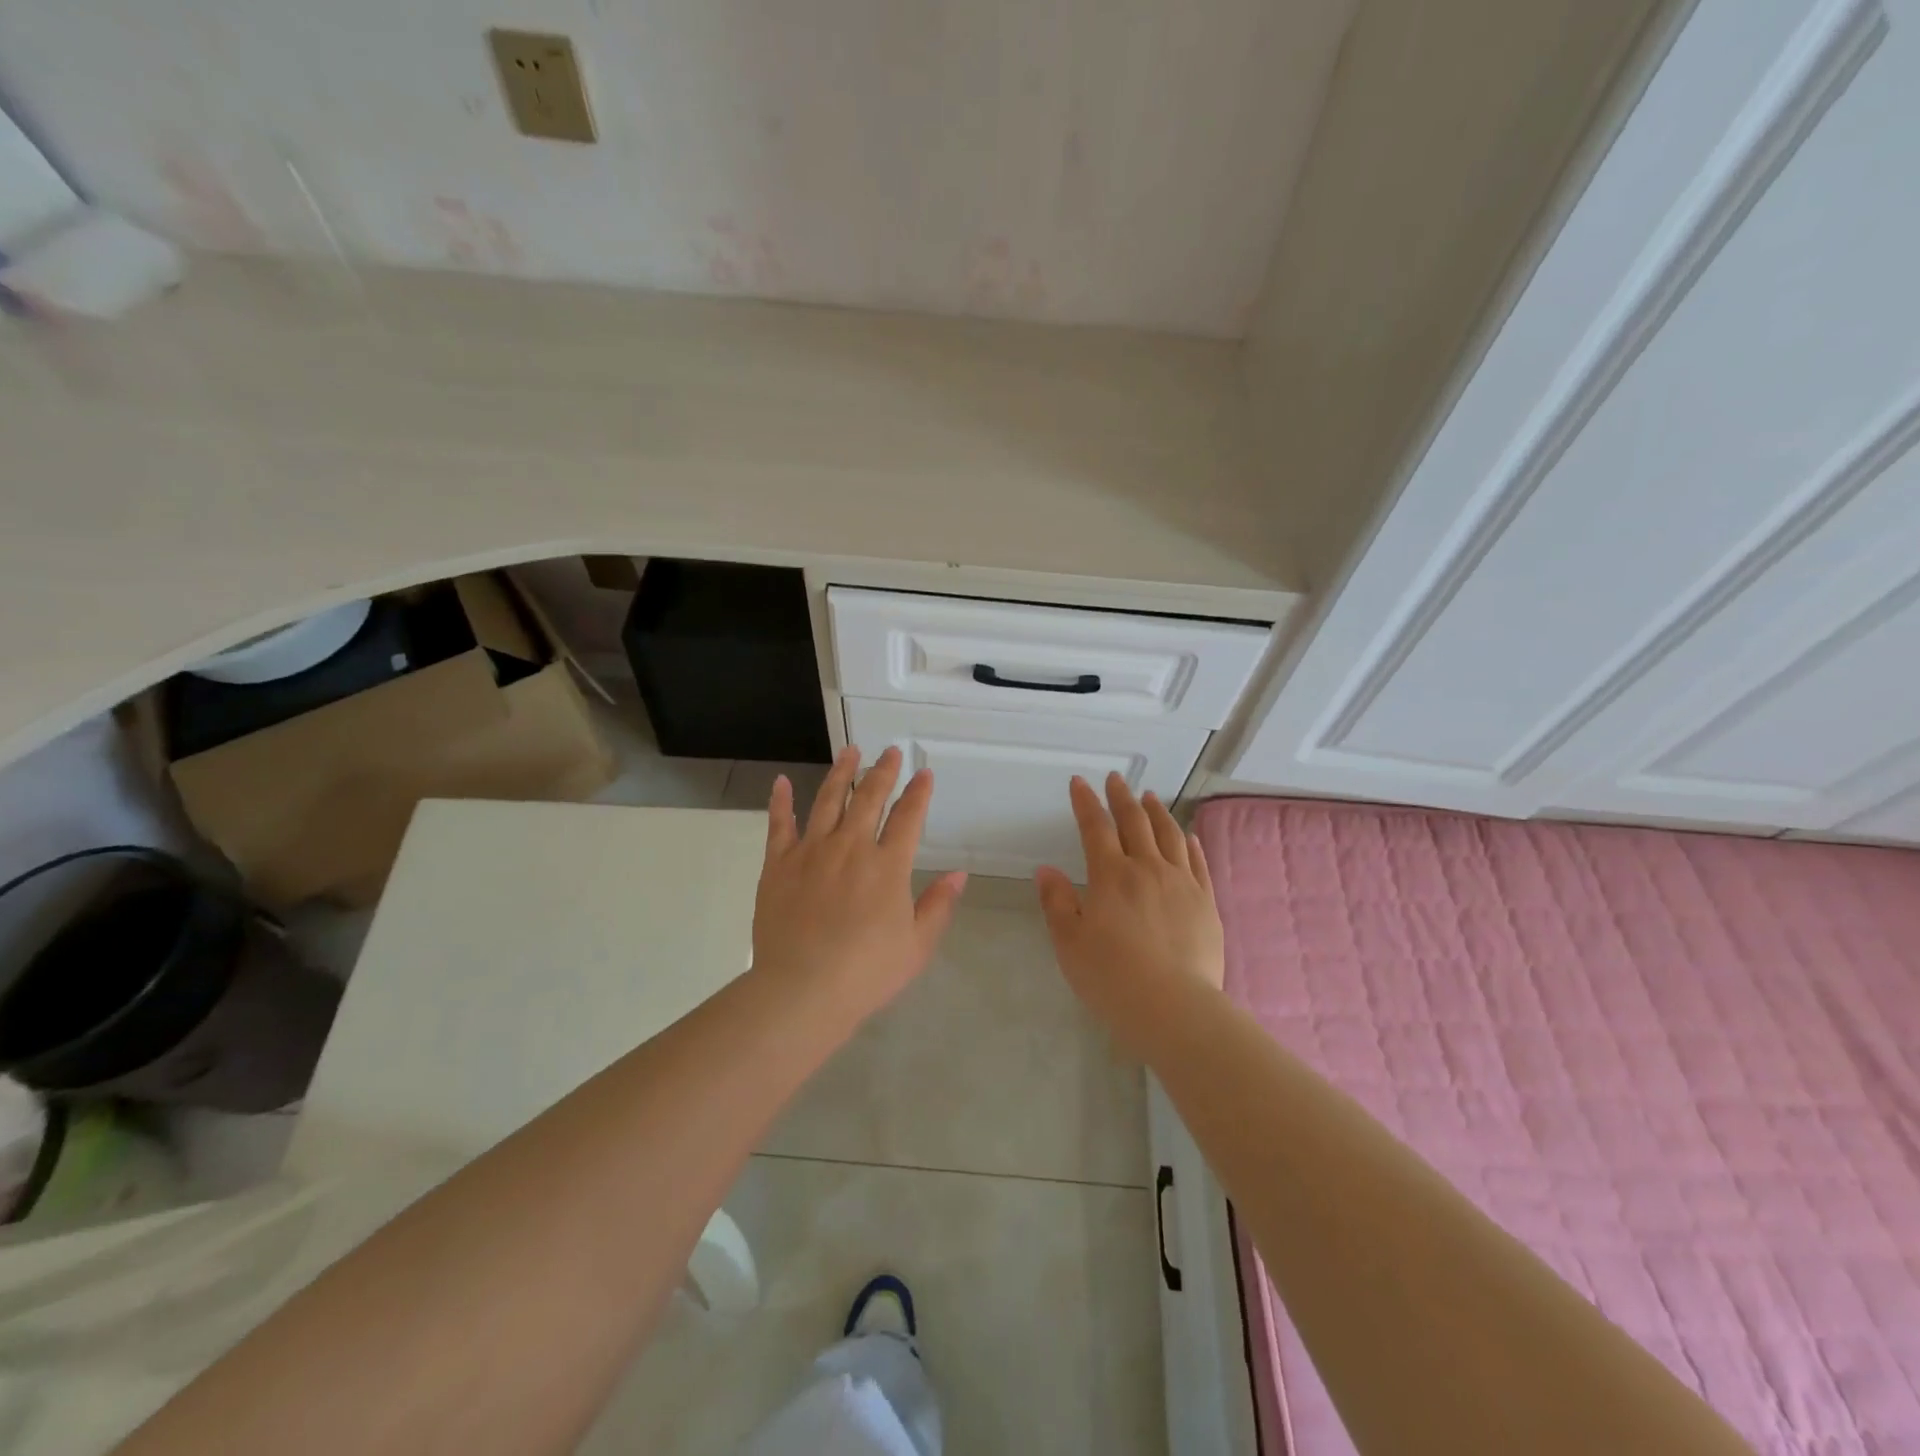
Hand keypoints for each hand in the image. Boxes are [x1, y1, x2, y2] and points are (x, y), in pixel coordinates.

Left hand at [751, 745, 966, 1026]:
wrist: (802, 990)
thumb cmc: (866, 973)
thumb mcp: (916, 945)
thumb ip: (938, 905)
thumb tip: (959, 874)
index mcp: (888, 866)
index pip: (908, 818)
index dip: (918, 793)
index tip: (924, 773)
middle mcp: (851, 847)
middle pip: (869, 798)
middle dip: (883, 772)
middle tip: (890, 752)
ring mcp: (811, 851)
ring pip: (828, 800)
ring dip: (842, 773)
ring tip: (850, 751)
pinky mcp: (778, 864)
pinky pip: (779, 824)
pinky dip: (781, 801)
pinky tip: (783, 781)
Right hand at [1035, 774, 1223, 1052]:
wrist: (1175, 1008)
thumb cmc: (1112, 978)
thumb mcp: (1070, 943)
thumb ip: (1057, 902)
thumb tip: (1046, 870)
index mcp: (1111, 876)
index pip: (1096, 828)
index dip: (1086, 802)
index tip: (1079, 782)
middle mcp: (1148, 869)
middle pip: (1135, 823)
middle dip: (1122, 797)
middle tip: (1116, 779)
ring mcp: (1182, 883)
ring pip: (1169, 835)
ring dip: (1157, 812)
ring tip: (1150, 797)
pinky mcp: (1206, 903)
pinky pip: (1197, 862)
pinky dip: (1190, 843)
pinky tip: (1187, 835)